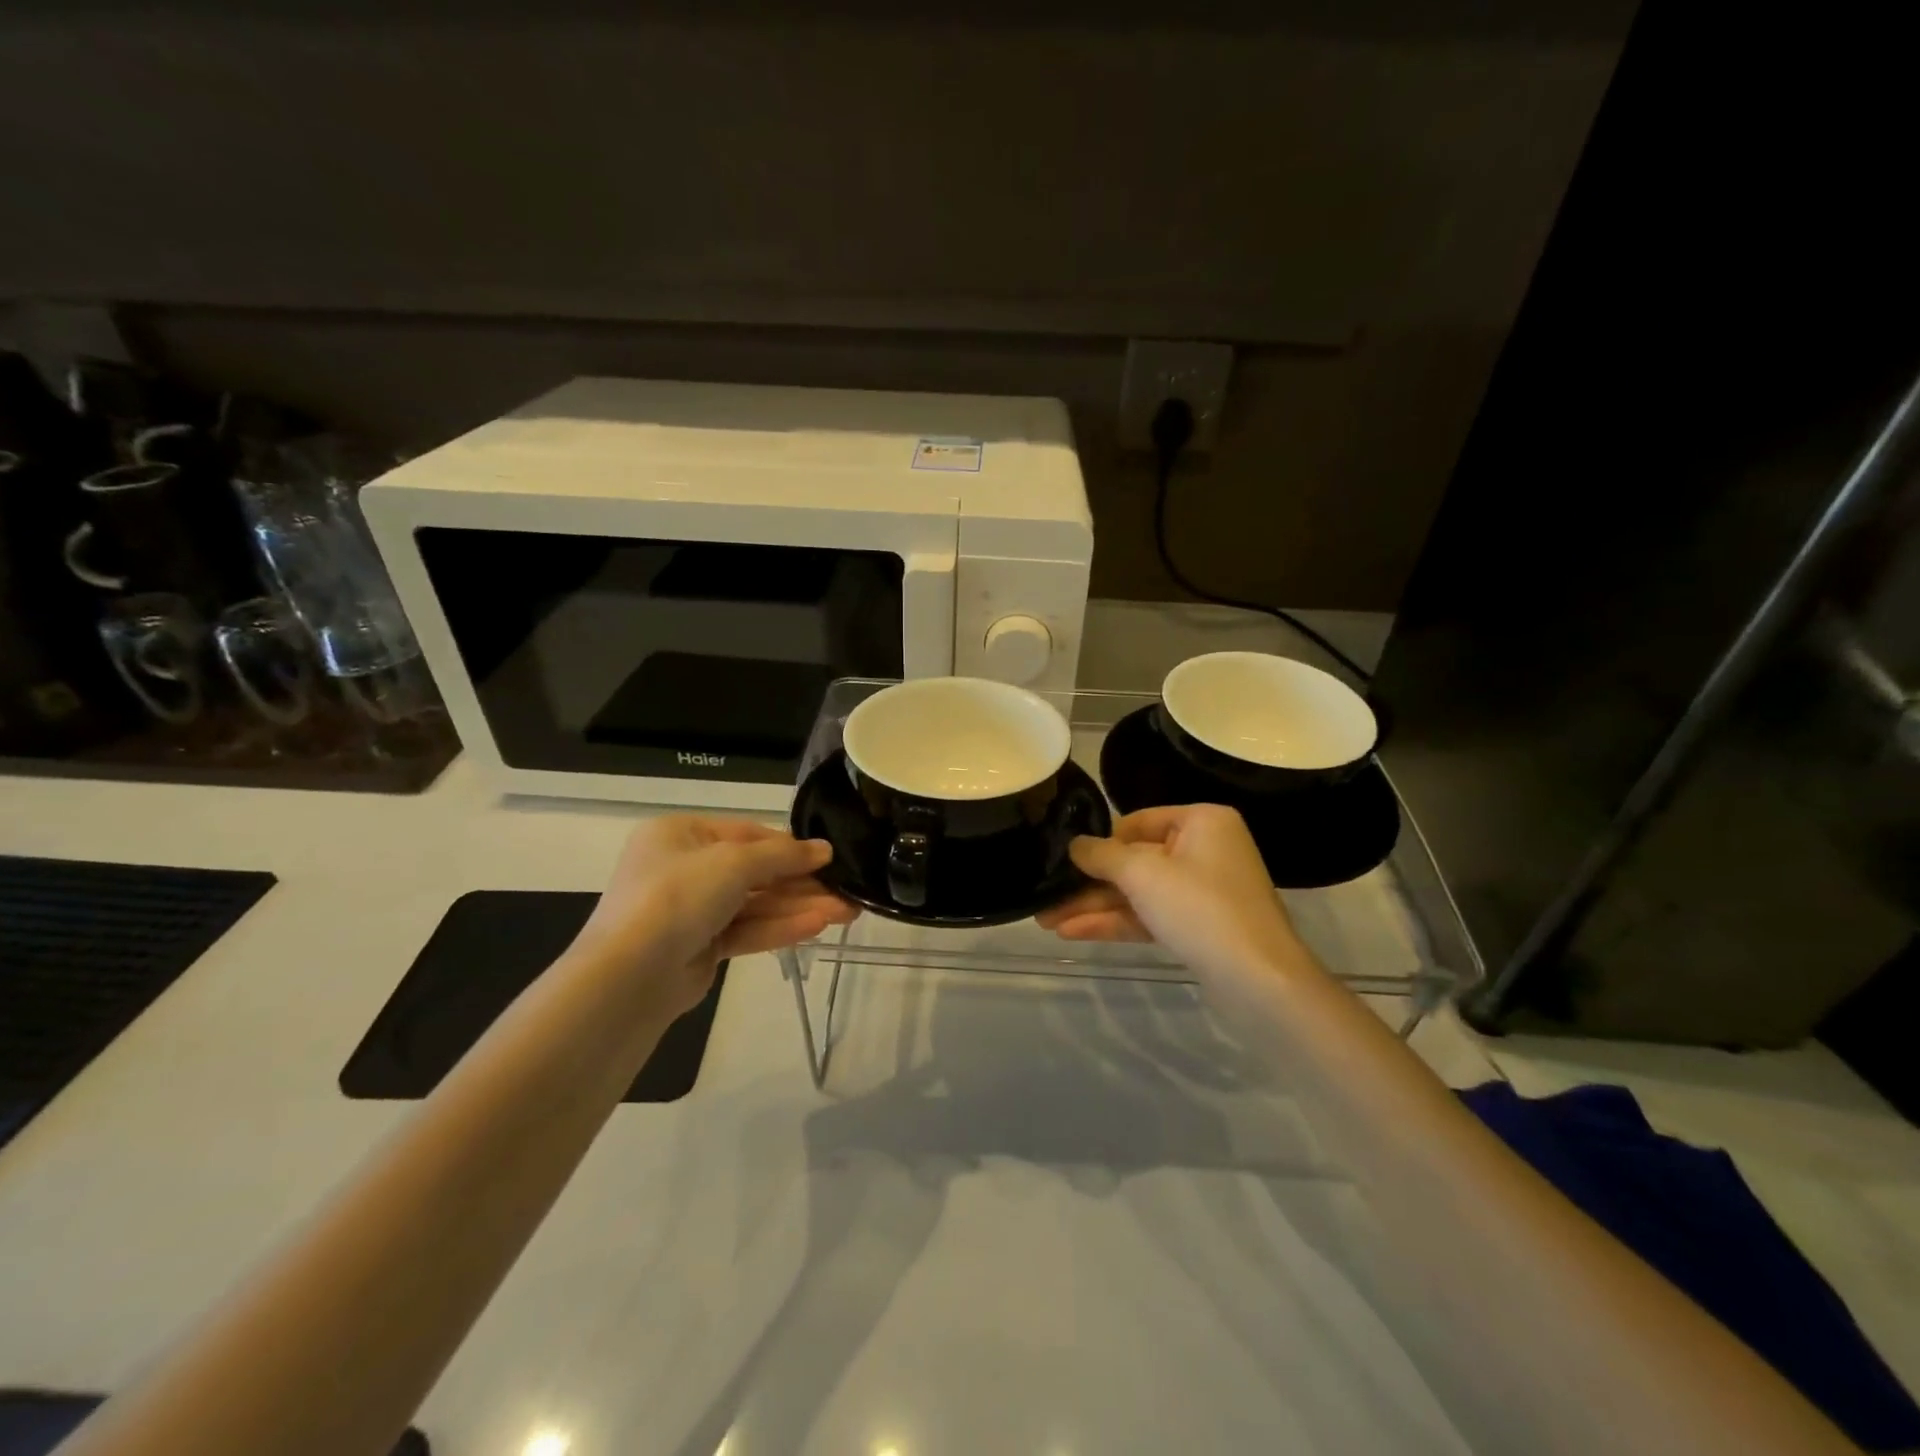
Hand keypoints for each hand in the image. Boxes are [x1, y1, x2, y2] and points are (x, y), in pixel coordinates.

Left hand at [573, 816, 857, 1019]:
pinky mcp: (700, 947)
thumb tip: (825, 850)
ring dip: (799, 906)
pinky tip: (818, 926)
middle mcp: (684, 868)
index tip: (829, 857)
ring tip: (846, 911)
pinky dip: (781, 927)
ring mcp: (691, 910)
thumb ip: (783, 855)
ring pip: (755, 904)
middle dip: (801, 882)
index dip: (789, 846)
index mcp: (680, 834)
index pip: (746, 833)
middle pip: (755, 871)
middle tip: (847, 889)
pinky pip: (747, 930)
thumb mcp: (734, 862)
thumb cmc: (678, 896)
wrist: (630, 975)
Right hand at [1036, 805, 1302, 977]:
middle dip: (1089, 883)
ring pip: (1138, 892)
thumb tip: (1074, 844)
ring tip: (1046, 920)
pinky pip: (1150, 915)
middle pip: (1134, 861)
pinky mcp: (1198, 926)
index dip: (1099, 843)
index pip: (1136, 823)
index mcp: (1201, 821)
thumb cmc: (1200, 908)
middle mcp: (1204, 849)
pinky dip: (1116, 922)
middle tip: (1046, 897)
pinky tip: (1074, 932)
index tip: (1065, 862)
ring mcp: (1202, 891)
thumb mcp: (1142, 874)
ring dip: (1095, 906)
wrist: (1259, 981)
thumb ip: (1101, 855)